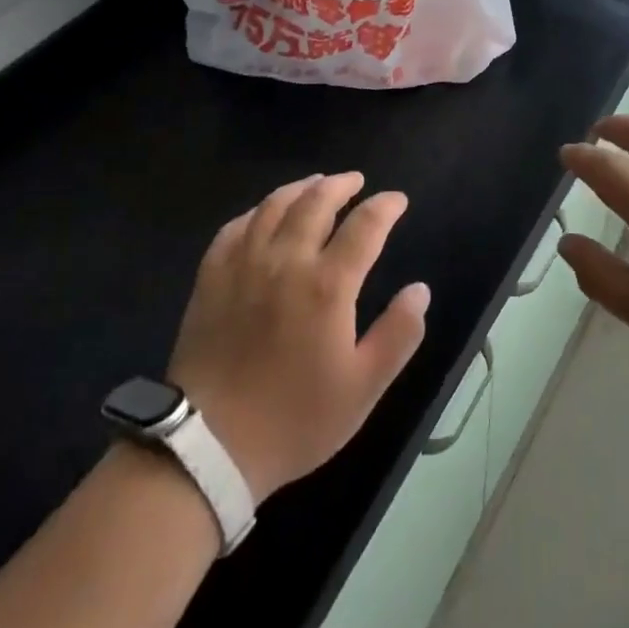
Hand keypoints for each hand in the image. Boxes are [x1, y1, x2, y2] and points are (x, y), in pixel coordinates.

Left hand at [167, 174, 429, 504]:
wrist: (209, 445)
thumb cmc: (295, 419)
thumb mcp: (363, 387)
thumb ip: (399, 334)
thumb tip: (420, 290)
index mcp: (328, 284)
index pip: (365, 226)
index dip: (385, 207)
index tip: (397, 200)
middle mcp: (286, 260)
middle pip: (316, 201)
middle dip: (342, 185)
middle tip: (357, 181)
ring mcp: (243, 264)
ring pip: (274, 206)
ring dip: (301, 188)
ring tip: (316, 184)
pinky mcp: (211, 277)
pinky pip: (235, 227)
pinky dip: (256, 212)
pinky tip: (263, 214)